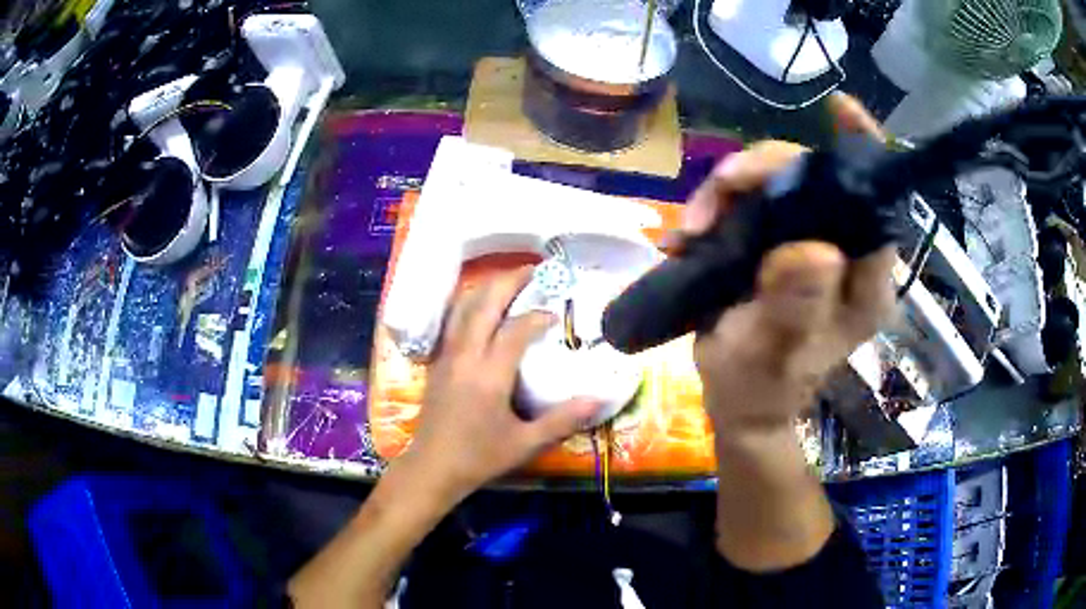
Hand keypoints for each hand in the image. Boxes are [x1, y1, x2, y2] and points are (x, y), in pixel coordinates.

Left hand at [398, 266, 600, 503]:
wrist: (432, 467)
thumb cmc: (479, 457)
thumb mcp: (525, 443)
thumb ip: (563, 419)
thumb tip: (599, 399)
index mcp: (489, 374)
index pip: (516, 329)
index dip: (539, 316)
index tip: (557, 315)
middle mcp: (465, 355)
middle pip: (484, 303)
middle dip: (509, 281)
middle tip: (533, 271)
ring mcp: (446, 355)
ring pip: (462, 307)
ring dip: (486, 288)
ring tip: (508, 282)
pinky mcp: (436, 361)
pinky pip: (451, 320)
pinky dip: (468, 304)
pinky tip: (480, 307)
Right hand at [684, 94, 895, 431]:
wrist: (740, 403)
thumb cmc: (759, 387)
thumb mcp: (772, 354)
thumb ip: (794, 307)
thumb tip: (814, 251)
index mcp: (862, 281)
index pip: (876, 204)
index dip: (861, 151)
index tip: (839, 109)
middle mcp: (845, 253)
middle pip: (815, 178)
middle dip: (762, 173)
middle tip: (716, 197)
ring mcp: (811, 243)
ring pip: (778, 184)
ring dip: (730, 192)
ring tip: (693, 229)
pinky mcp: (781, 242)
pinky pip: (752, 202)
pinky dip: (718, 207)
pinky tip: (690, 234)